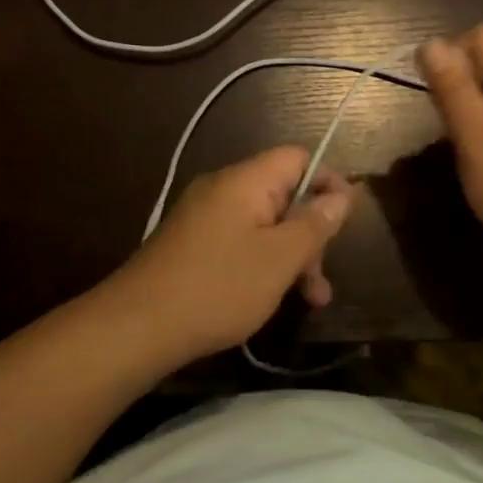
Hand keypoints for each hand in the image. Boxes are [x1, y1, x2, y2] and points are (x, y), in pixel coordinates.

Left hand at [106, 147, 352, 363]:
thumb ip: (314, 224)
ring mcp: (204, 216)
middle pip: (283, 193)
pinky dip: (262, 262)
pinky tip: (270, 297)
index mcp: (245, 181)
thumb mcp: (280, 258)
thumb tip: (341, 194)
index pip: (298, 157)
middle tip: (321, 278)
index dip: (328, 182)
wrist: (138, 325)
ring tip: (310, 300)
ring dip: (290, 256)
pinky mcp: (192, 242)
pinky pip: (240, 240)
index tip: (345, 221)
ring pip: (263, 223)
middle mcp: (223, 188)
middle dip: (310, 232)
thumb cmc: (218, 287)